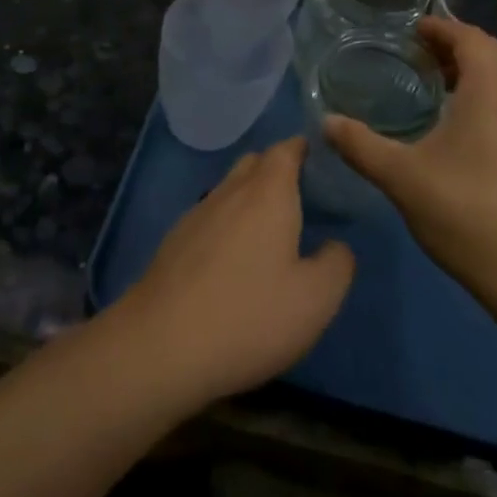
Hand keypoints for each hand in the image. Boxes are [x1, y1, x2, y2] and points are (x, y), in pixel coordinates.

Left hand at [116, 139, 354, 408]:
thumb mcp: (316, 299)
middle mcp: (230, 191)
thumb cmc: (249, 316)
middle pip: (255, 163)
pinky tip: (233, 261)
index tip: (323, 163)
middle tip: (303, 199)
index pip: (286, 149)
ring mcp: (196, 215)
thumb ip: (337, 264)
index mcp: (268, 193)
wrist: (160, 348)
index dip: (304, 149)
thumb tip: (335, 246)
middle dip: (278, 170)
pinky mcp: (173, 243)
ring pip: (229, 189)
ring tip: (270, 231)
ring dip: (250, 198)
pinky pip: (210, 218)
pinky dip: (227, 225)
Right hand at [324, 16, 496, 307]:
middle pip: (490, 53)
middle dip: (454, 46)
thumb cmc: (464, 211)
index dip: (441, 28)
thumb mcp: (401, 176)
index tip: (412, 30)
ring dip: (471, 71)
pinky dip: (483, 95)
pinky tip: (458, 125)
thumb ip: (360, 145)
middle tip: (418, 53)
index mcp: (490, 91)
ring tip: (434, 84)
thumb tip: (326, 122)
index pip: (470, 38)